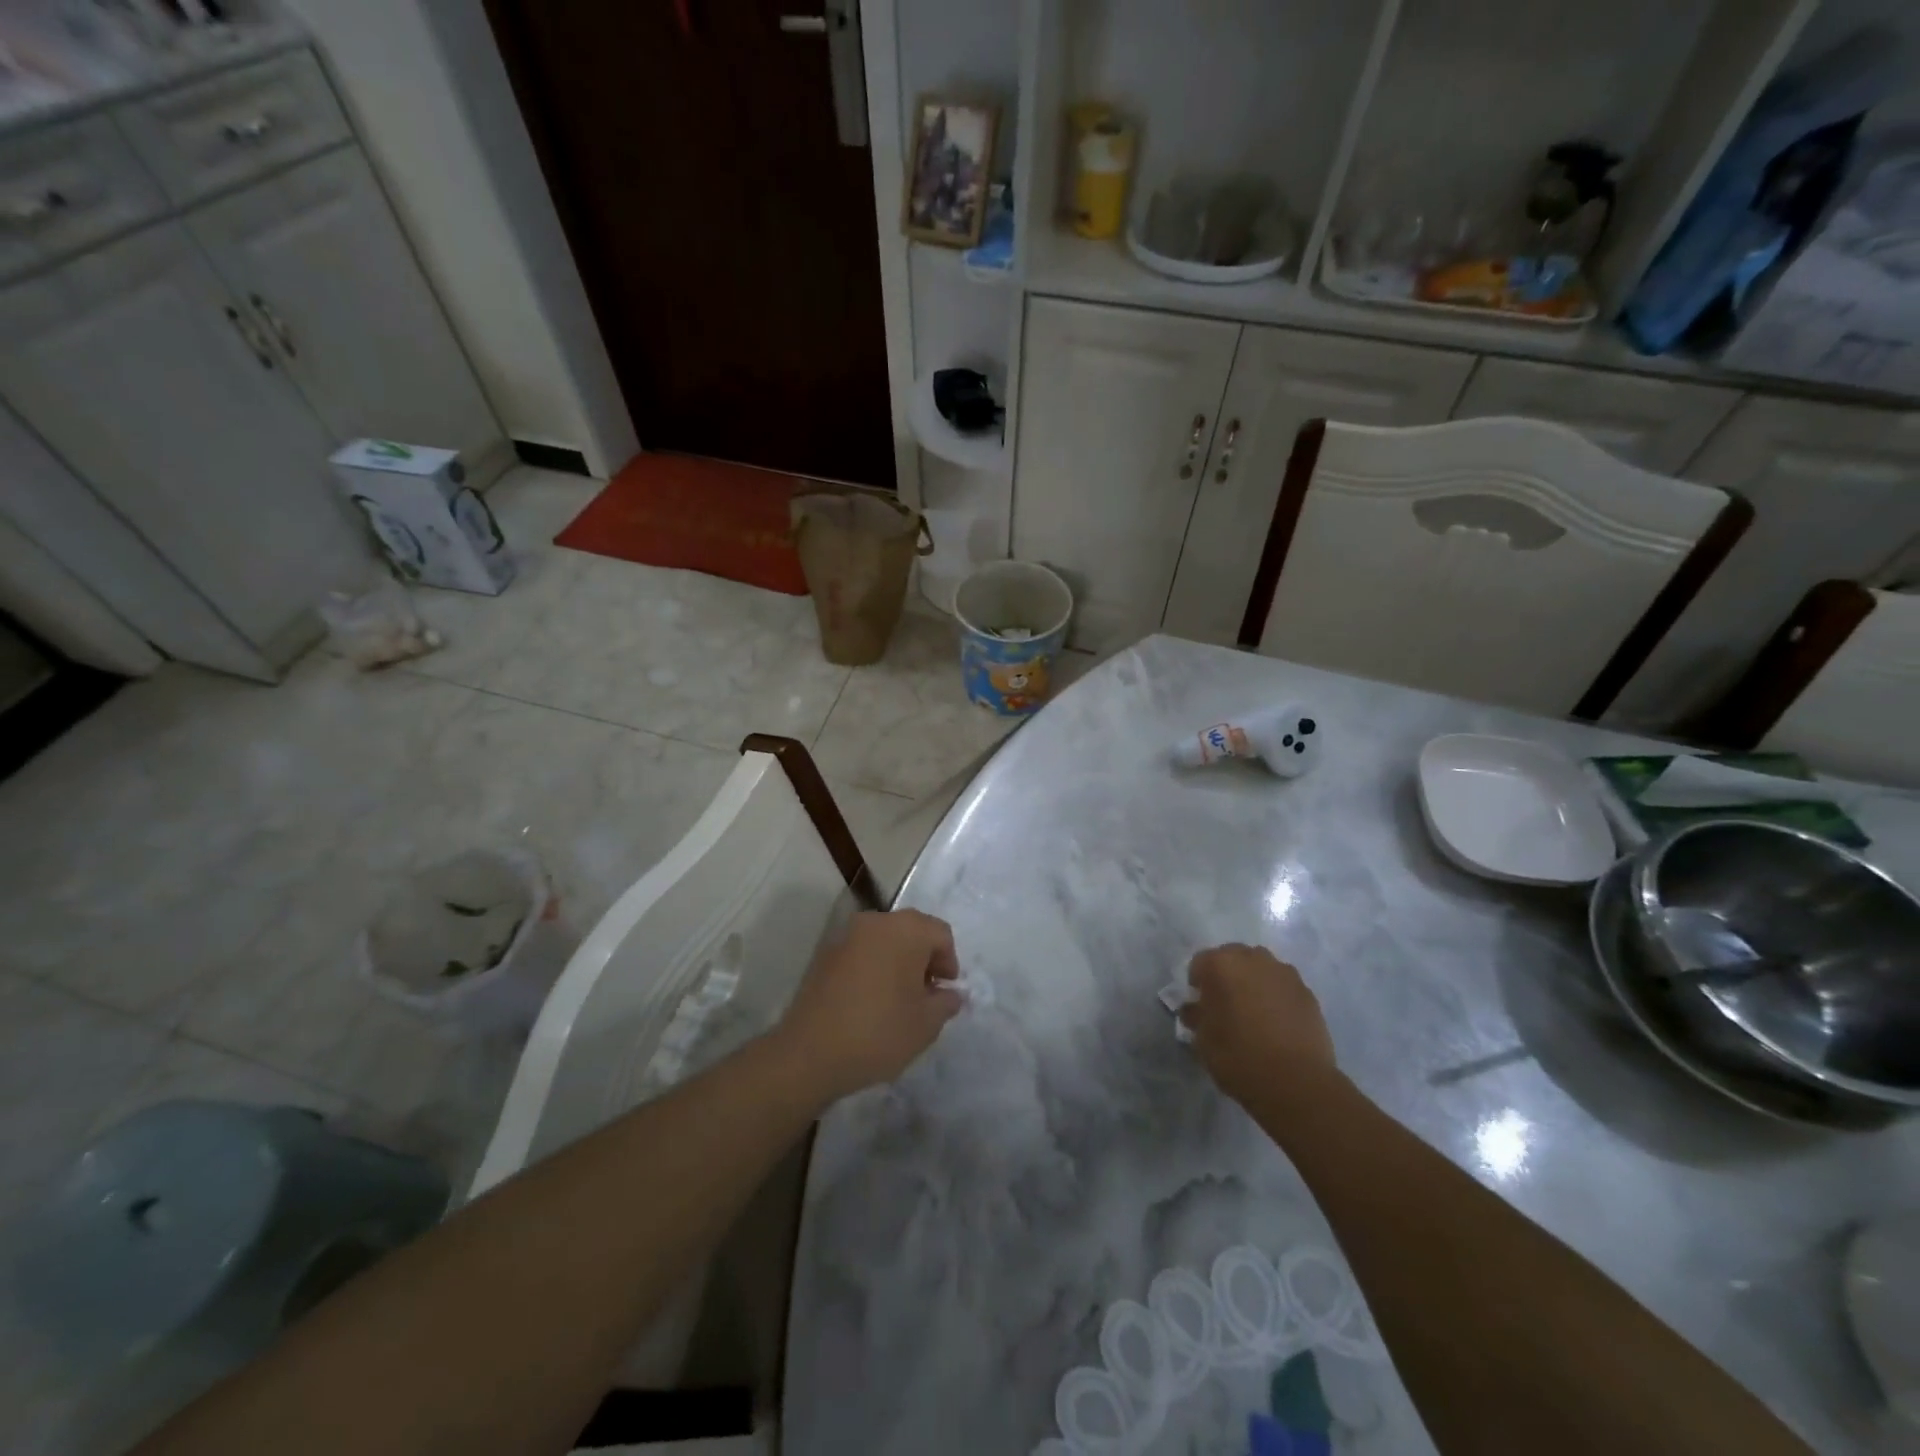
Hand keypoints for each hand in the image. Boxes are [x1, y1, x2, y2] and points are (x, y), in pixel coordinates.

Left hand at [777, 909, 962, 1100]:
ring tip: (898, 1000)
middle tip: (926, 994)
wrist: (810, 1052)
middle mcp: (876, 922)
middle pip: (911, 931)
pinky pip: (861, 952)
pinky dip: (873, 967)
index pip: (940, 933)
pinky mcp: (825, 953)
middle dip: (924, 959)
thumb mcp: (926, 1024)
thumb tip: (950, 993)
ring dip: (897, 962)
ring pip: (884, 940)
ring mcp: (846, 935)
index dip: (949, 962)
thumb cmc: (878, 1032)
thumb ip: (946, 1002)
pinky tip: (871, 1000)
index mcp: (906, 930)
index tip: (945, 992)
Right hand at [1180, 944, 1337, 1105]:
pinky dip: (1277, 997)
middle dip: (1226, 977)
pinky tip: (1277, 1024)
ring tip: (1254, 1014)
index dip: (1197, 985)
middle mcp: (1253, 958)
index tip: (1200, 1008)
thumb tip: (1195, 1009)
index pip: (1199, 963)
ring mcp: (1284, 973)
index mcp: (1221, 964)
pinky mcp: (1308, 993)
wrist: (1297, 1083)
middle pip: (1232, 958)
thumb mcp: (1203, 1041)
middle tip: (1226, 1007)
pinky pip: (1283, 987)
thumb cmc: (1239, 1057)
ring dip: (1253, 983)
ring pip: (1261, 969)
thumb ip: (1196, 1016)